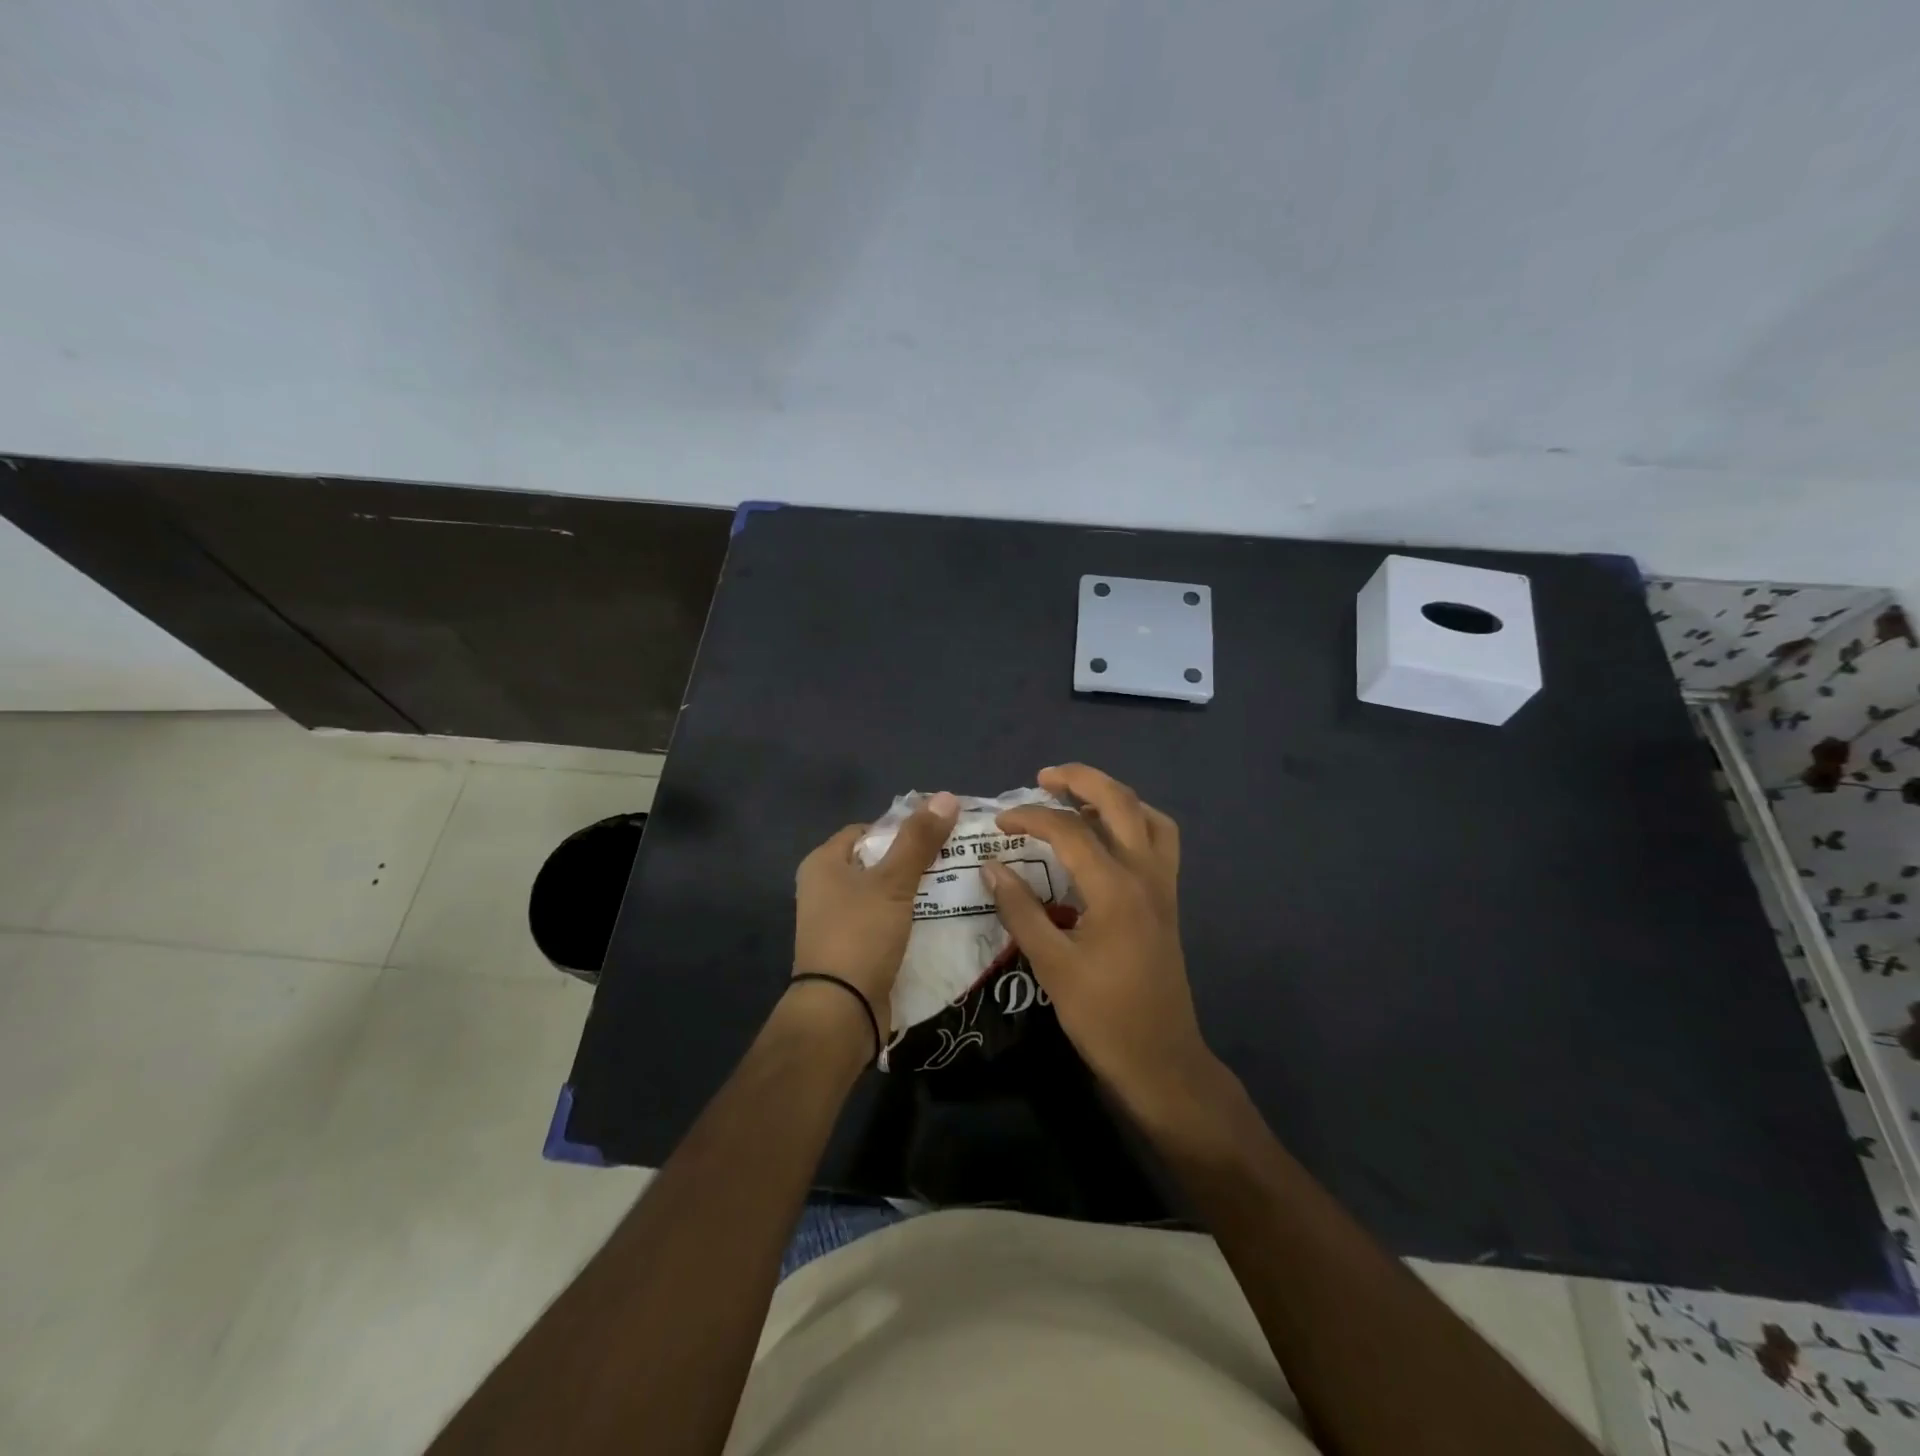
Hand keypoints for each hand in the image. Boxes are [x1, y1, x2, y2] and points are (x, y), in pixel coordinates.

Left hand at [792, 792, 959, 1042]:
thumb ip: (918, 840)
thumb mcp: (892, 882)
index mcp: (823, 864)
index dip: (901, 828)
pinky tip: (939, 918)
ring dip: (915, 891)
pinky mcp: (853, 949)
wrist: (841, 1011)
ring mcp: (837, 922)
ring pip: (884, 894)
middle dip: (914, 860)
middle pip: (877, 862)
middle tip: (954, 859)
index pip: (866, 831)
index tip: (938, 834)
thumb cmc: (860, 934)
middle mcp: (824, 888)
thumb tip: (946, 796)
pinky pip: (885, 922)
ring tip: (956, 885)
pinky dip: (909, 918)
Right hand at [980, 765, 1218, 1118]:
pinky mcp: (1168, 899)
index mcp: (1115, 889)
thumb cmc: (1102, 1015)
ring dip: (1112, 796)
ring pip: (1148, 816)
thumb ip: (1020, 910)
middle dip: (1081, 780)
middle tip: (1044, 777)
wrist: (1160, 1059)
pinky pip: (1161, 841)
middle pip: (1119, 802)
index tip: (1000, 821)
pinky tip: (1109, 836)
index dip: (1030, 817)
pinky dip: (1136, 822)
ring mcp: (1163, 885)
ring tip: (1077, 798)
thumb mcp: (1051, 964)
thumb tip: (991, 867)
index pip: (1069, 831)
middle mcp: (1145, 874)